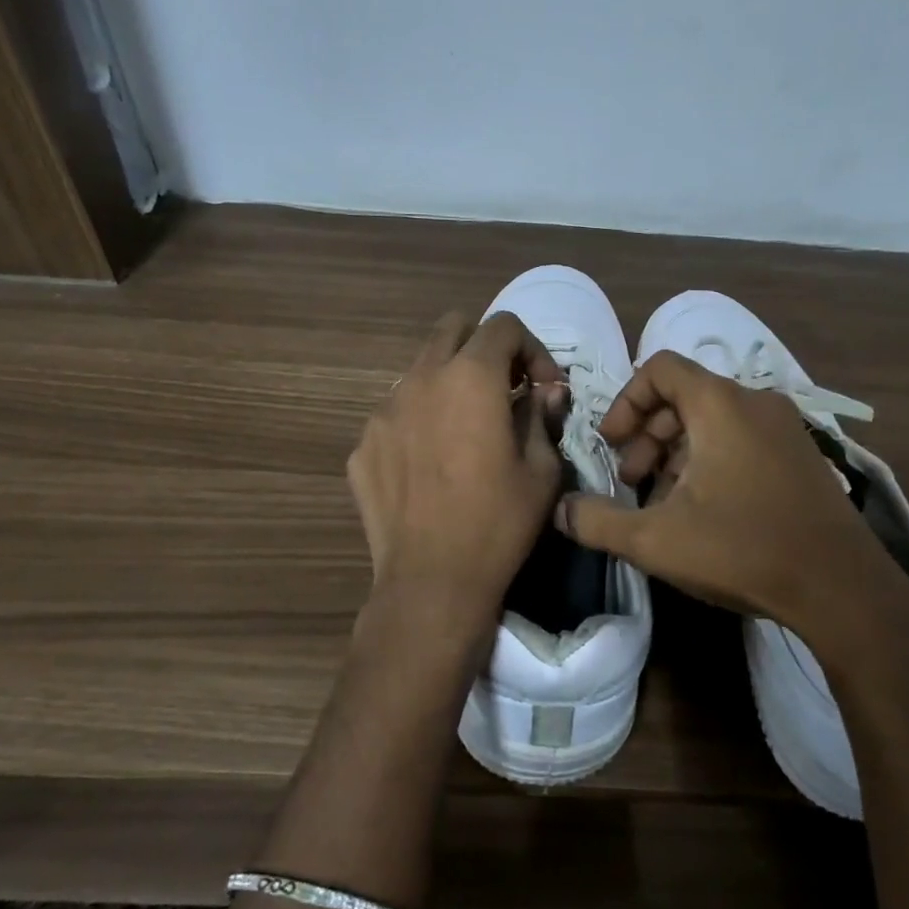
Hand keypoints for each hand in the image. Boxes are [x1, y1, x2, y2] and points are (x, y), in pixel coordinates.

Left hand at [348, 311, 566, 650]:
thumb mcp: (541, 470)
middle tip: (505, 389)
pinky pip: (396, 413)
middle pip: (453, 329)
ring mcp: (383, 411)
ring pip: (420, 369)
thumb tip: (546, 391)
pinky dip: (420, 420)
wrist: (431, 582)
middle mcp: (421, 379)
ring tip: (465, 427)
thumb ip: (542, 416)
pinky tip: (431, 463)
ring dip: (449, 382)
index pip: (504, 326)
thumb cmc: (498, 523)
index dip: (533, 349)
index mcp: (471, 378)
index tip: (544, 388)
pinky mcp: (363, 444)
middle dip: (485, 347)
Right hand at [554, 351, 908, 645]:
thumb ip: (598, 521)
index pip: (660, 369)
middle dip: (648, 434)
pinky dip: (711, 459)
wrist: (842, 589)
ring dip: (677, 451)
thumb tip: (560, 510)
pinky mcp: (802, 455)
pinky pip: (742, 438)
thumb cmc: (743, 549)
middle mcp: (755, 402)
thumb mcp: (656, 540)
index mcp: (720, 404)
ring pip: (713, 420)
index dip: (626, 401)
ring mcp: (785, 428)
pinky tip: (704, 509)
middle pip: (685, 396)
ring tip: (663, 500)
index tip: (611, 443)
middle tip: (631, 479)